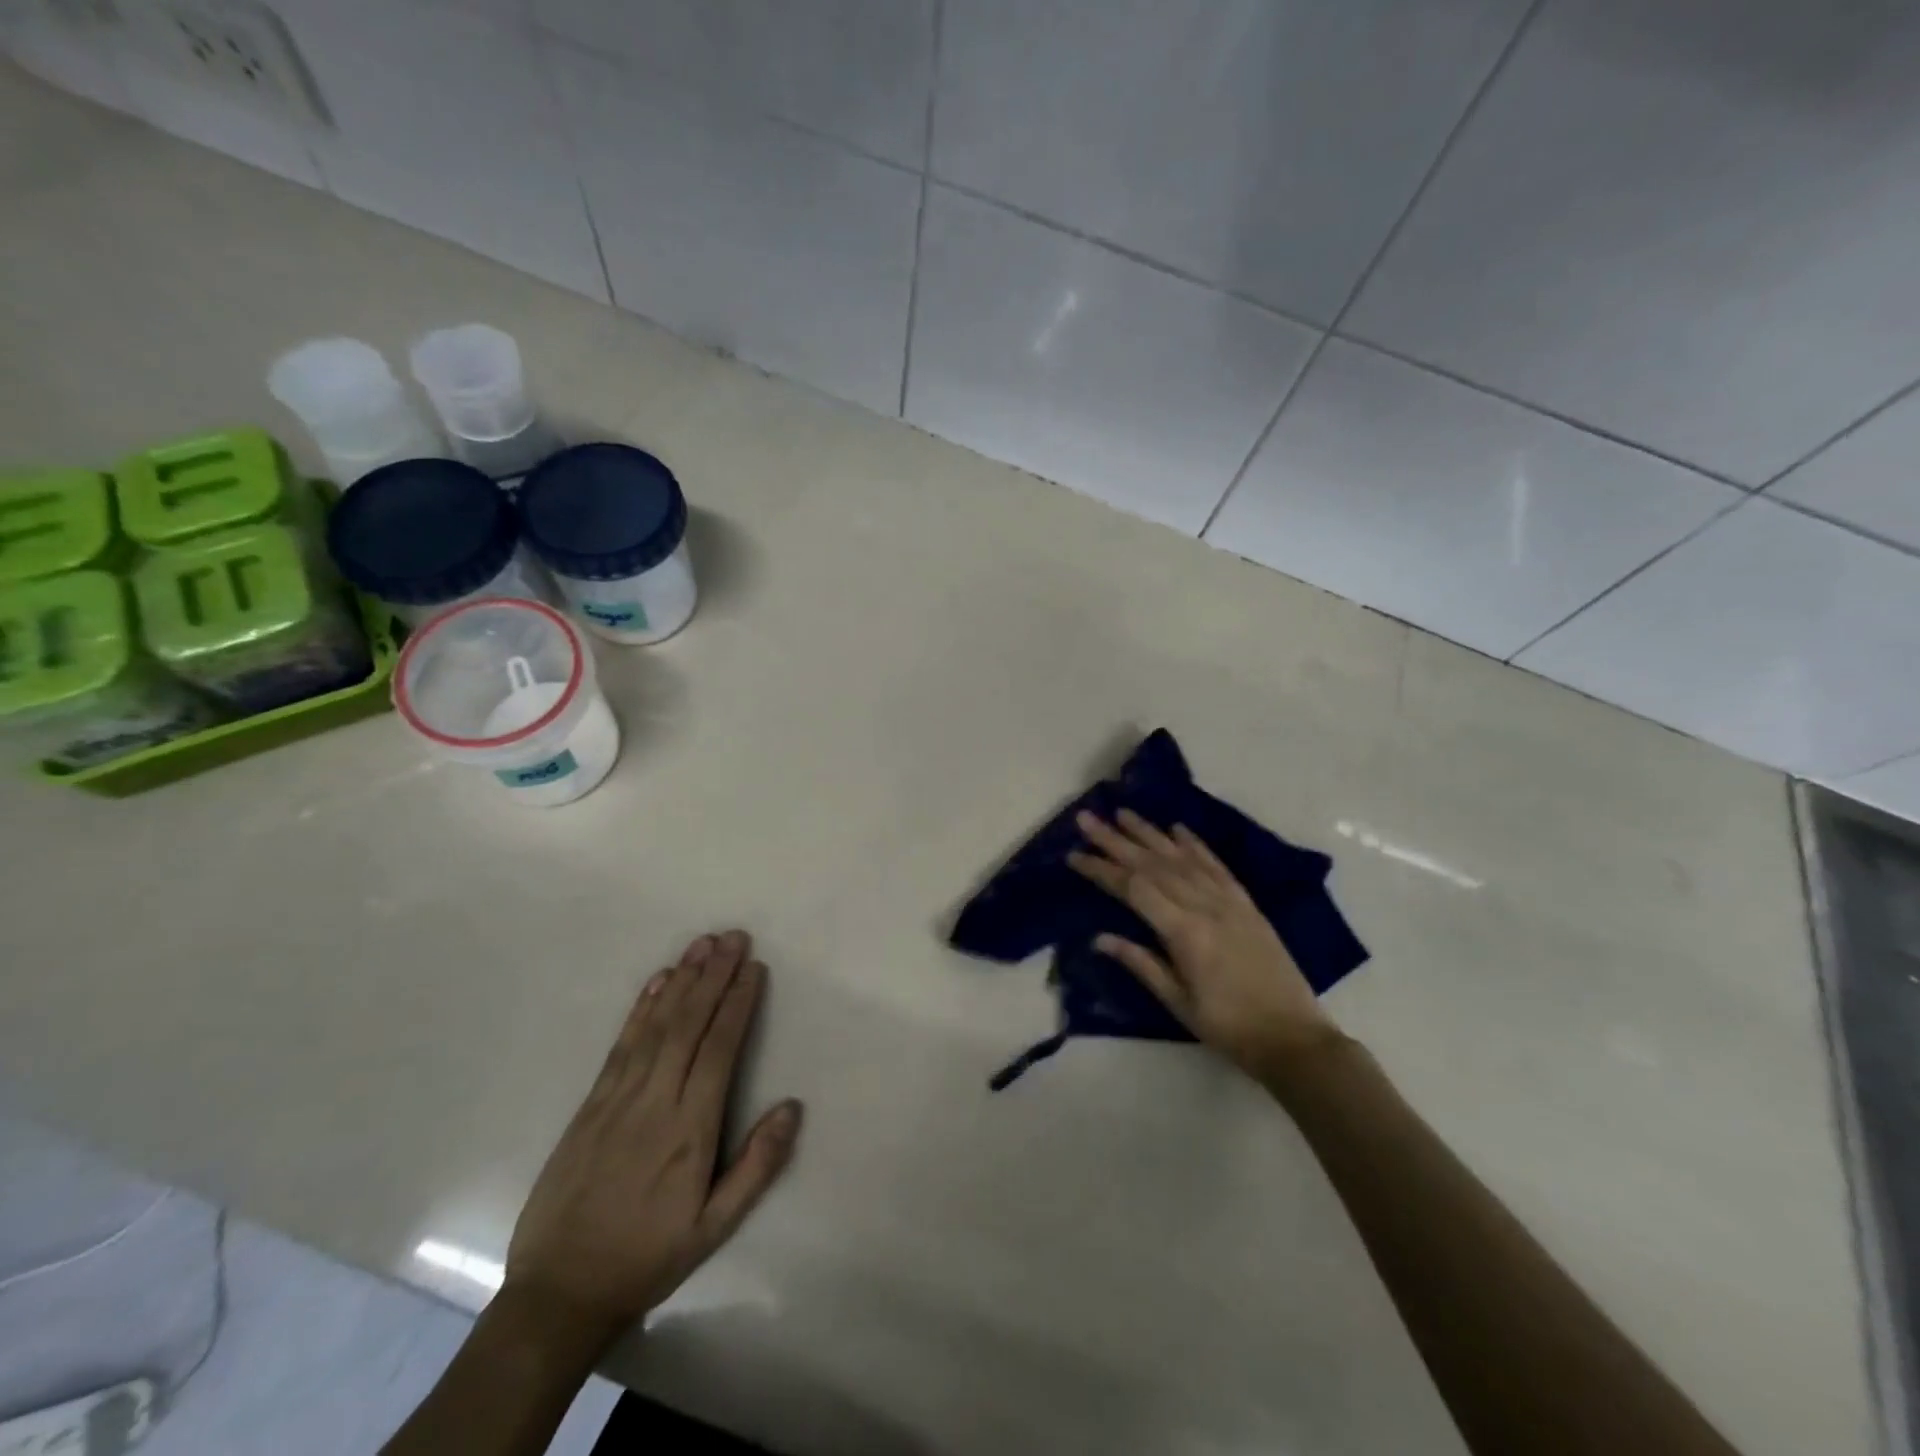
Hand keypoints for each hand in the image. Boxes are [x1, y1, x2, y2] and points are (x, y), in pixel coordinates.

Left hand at [502, 931, 801, 1347]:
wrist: (558, 1293)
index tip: (754, 968)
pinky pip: (621, 1045)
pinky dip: (641, 1009)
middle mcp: (655, 1102)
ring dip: (682, 980)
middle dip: (714, 976)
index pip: (720, 1050)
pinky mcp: (591, 1103)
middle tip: (734, 937)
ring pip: (656, 1026)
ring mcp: (617, 1099)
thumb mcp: (714, 1227)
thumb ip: (757, 1165)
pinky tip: (657, 982)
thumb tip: (791, 1106)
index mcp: (690, 1130)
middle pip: (688, 1025)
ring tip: (702, 944)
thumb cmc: (647, 1257)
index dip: (737, 1004)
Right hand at [1068, 810, 1342, 1079]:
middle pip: (1152, 864)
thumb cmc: (1228, 1026)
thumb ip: (1140, 963)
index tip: (1073, 855)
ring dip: (1149, 833)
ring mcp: (1228, 900)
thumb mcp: (1178, 1002)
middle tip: (1087, 818)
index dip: (1101, 869)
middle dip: (1115, 840)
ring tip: (1123, 812)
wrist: (1293, 1036)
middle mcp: (1204, 905)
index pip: (1133, 888)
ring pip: (1181, 857)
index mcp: (1184, 931)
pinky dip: (1195, 844)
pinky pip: (1216, 865)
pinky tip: (1177, 829)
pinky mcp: (1246, 903)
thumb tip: (1099, 937)